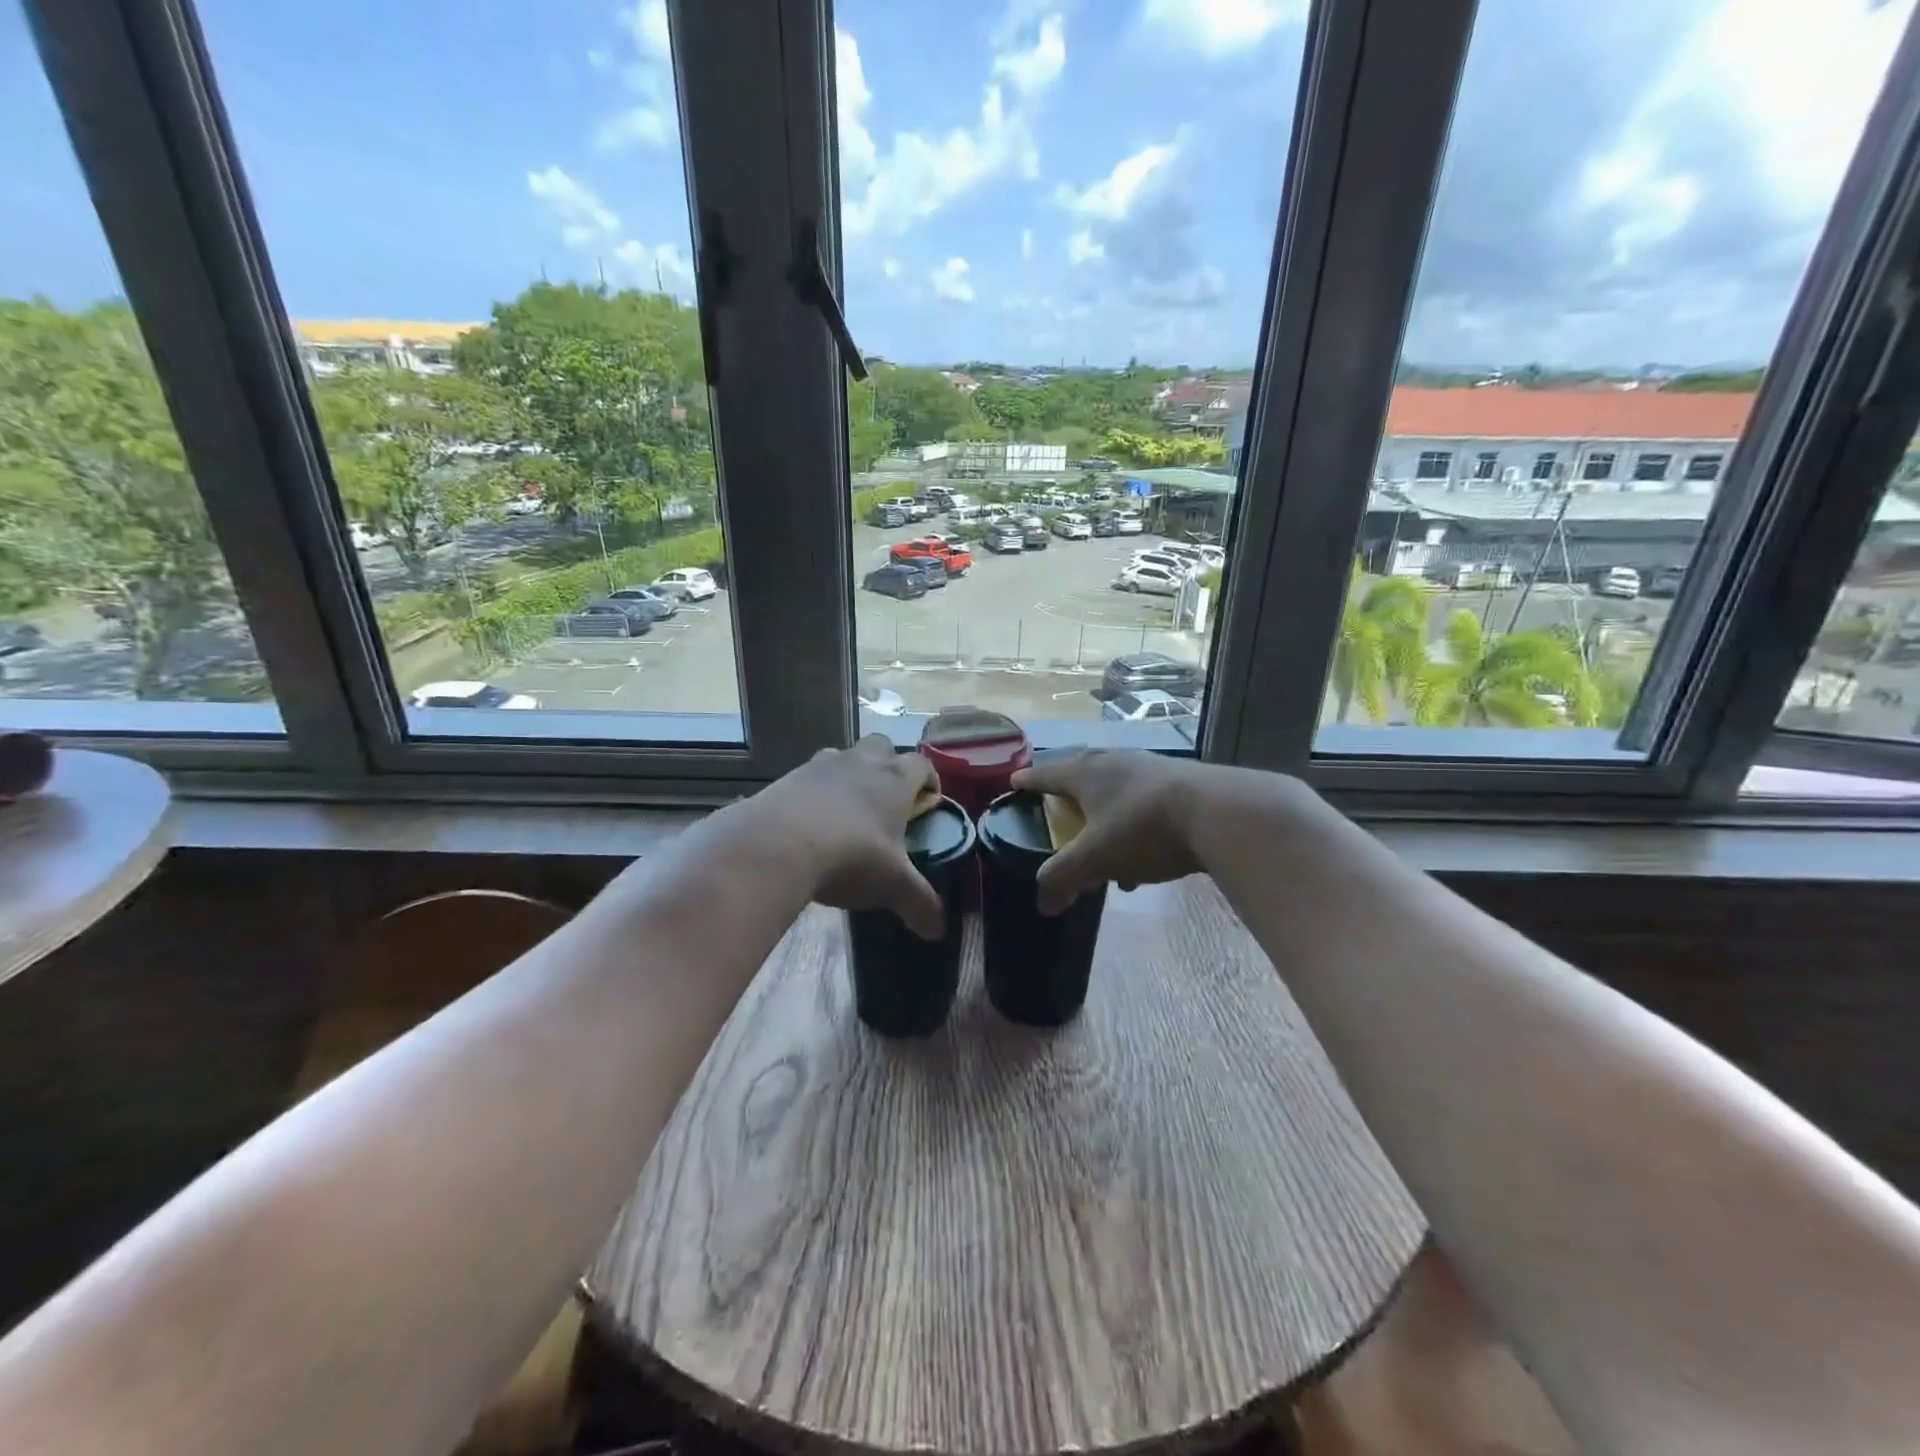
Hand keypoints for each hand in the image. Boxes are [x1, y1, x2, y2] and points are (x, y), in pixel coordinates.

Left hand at [750, 735, 944, 938]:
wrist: (776, 845)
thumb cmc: (851, 857)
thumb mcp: (892, 885)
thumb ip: (920, 904)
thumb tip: (938, 930)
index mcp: (895, 780)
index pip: (922, 764)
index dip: (929, 780)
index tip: (929, 800)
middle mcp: (862, 762)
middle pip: (883, 746)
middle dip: (888, 766)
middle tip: (887, 801)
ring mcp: (821, 765)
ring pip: (844, 756)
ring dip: (851, 774)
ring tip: (848, 810)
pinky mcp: (788, 777)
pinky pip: (810, 776)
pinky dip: (816, 791)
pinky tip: (811, 822)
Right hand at [1011, 749, 1212, 913]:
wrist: (1219, 814)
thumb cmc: (1142, 829)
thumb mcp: (1094, 859)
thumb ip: (1062, 879)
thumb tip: (1042, 905)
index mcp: (1085, 772)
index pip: (1045, 774)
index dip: (1027, 782)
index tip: (1013, 783)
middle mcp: (1114, 762)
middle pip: (1081, 775)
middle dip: (1067, 796)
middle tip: (1056, 812)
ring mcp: (1149, 768)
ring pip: (1115, 791)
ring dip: (1103, 817)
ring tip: (1100, 848)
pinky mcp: (1179, 783)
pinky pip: (1143, 803)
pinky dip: (1132, 827)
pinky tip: (1143, 862)